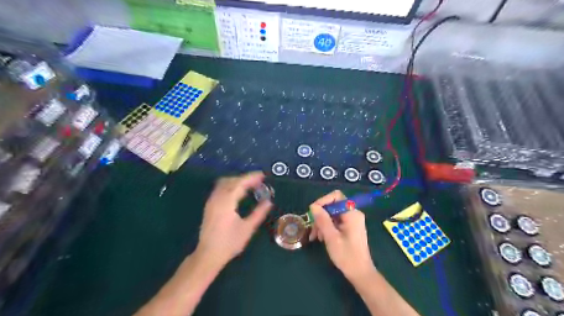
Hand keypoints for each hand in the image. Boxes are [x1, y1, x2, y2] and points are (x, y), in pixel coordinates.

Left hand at [196, 172, 272, 269]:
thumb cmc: (229, 243)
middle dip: (245, 178)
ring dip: (237, 180)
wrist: (208, 255)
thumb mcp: (247, 229)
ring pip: (224, 183)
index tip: (262, 175)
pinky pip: (220, 188)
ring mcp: (211, 201)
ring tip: (250, 185)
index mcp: (226, 203)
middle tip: (258, 181)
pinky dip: (231, 185)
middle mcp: (217, 198)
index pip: (240, 184)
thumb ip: (259, 213)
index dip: (251, 178)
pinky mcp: (209, 206)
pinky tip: (238, 192)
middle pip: (231, 180)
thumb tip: (269, 201)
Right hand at [308, 191, 373, 279]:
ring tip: (316, 237)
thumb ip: (322, 220)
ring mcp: (352, 221)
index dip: (323, 201)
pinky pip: (335, 221)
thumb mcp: (331, 237)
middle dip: (321, 215)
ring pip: (332, 214)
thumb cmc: (347, 256)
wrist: (360, 273)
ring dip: (322, 223)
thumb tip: (313, 206)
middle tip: (312, 228)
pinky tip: (321, 238)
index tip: (313, 212)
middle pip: (333, 205)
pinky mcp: (350, 227)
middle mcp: (353, 214)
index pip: (336, 196)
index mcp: (352, 214)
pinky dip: (327, 227)